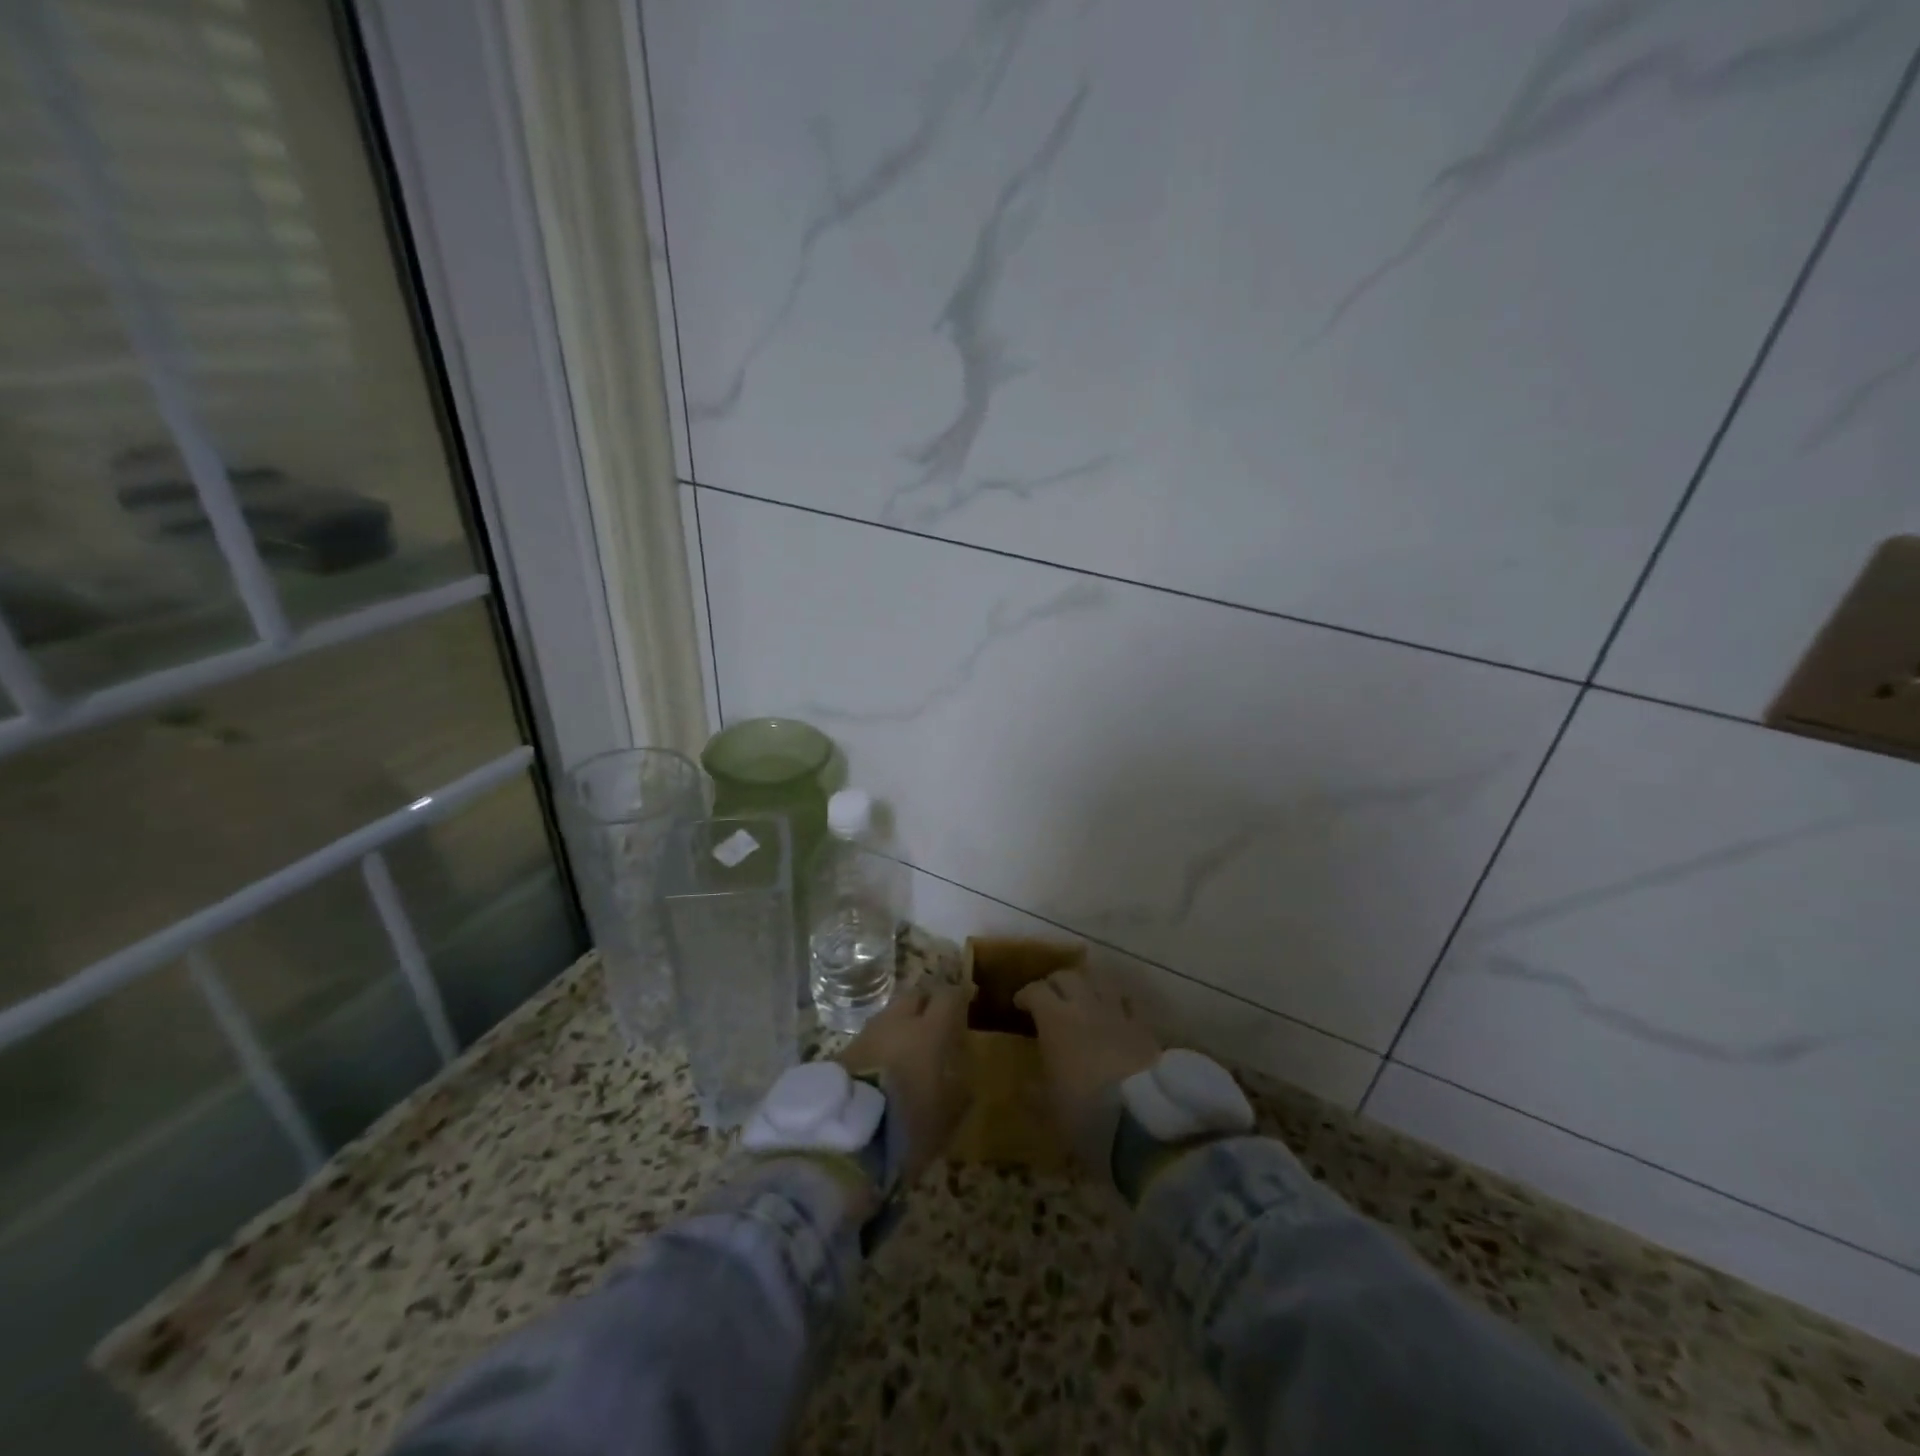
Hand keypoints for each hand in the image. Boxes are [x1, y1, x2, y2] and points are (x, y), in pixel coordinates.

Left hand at [835, 982, 971, 1181]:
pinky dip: (881, 1042)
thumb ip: (960, 1096)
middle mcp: (898, 1023)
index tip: (966, 999)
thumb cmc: (905, 1122)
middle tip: (936, 1020)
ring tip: (908, 1044)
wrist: (844, 1132)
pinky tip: (884, 1062)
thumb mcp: (945, 1119)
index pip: (947, 997)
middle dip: (927, 1003)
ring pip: (890, 1014)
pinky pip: (871, 1036)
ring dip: (901, 1023)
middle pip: (915, 996)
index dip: (958, 996)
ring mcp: (867, 1033)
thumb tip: (966, 1084)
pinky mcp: (844, 1050)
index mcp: (929, 1032)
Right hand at [1014, 971, 1160, 1152]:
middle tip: (1050, 998)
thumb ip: (1033, 1092)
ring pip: (1099, 981)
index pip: (1036, 990)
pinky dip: (1117, 1002)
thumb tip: (1023, 1086)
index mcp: (1055, 1020)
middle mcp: (1085, 1006)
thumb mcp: (1049, 1108)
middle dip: (1055, 983)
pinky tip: (1115, 1014)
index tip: (1020, 1004)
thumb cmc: (1085, 1111)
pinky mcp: (1144, 1026)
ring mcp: (1117, 1013)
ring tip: (1083, 999)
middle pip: (1068, 976)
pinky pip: (1128, 1002)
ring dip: (1087, 986)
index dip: (1026, 994)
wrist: (1141, 1118)